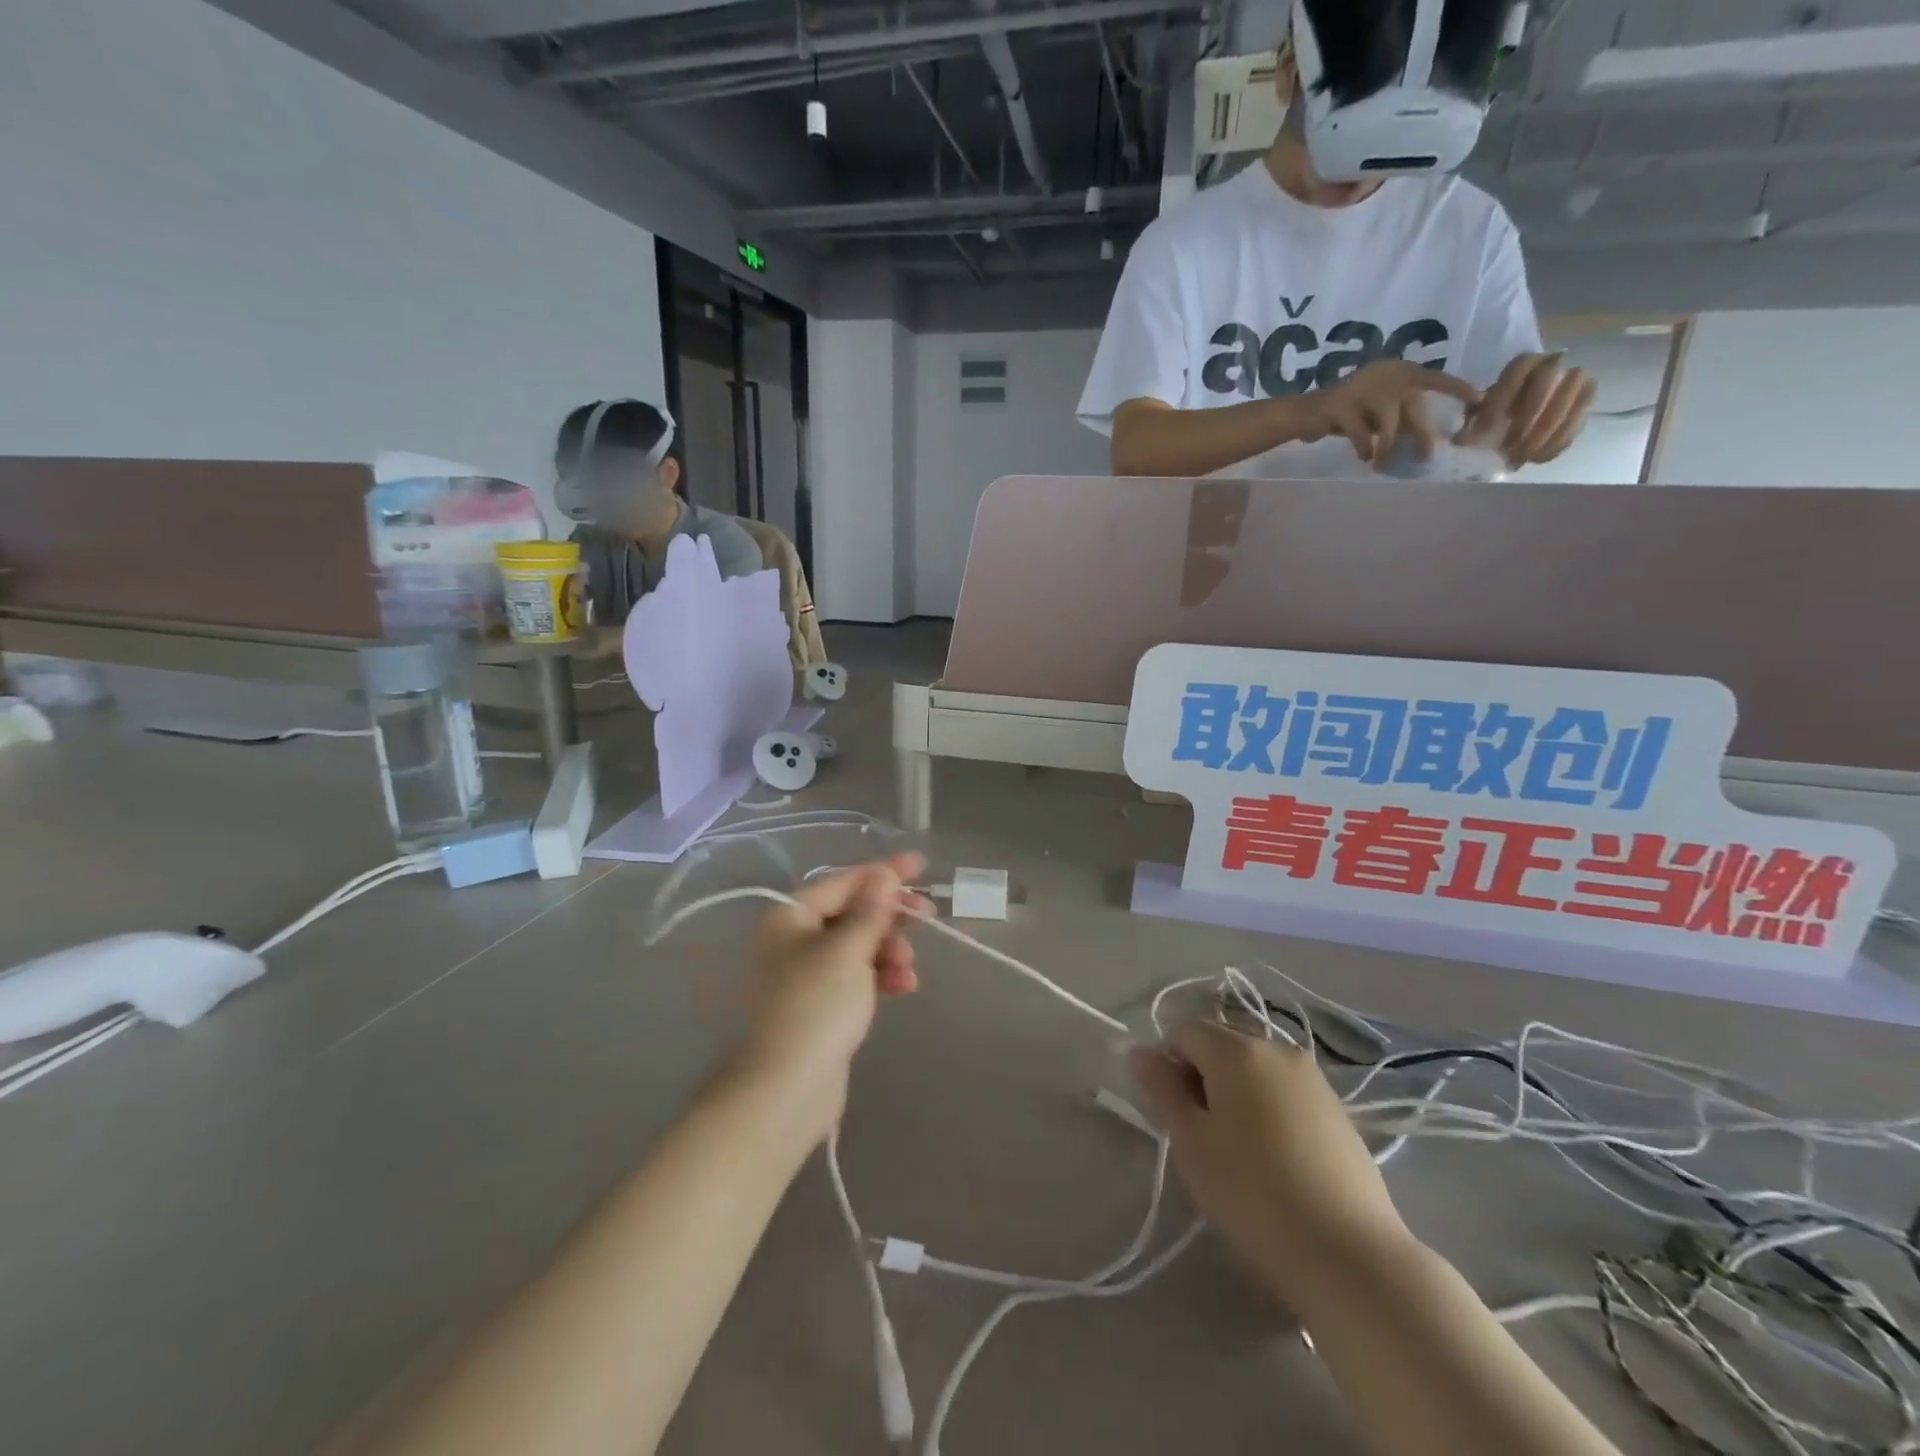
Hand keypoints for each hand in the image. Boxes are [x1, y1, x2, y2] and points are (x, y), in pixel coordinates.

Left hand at [734, 854, 926, 1139]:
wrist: (786, 1089)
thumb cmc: (816, 1006)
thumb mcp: (849, 950)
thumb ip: (871, 910)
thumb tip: (885, 874)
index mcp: (790, 917)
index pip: (843, 881)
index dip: (883, 872)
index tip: (921, 866)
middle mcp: (793, 939)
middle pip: (851, 913)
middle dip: (889, 917)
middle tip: (927, 917)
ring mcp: (805, 973)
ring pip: (857, 946)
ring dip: (888, 950)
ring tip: (908, 969)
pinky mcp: (819, 1004)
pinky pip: (856, 976)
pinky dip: (880, 976)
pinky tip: (904, 987)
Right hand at [1131, 1021, 1413, 1310]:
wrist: (1351, 1255)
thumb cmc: (1253, 1193)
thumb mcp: (1191, 1143)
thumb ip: (1162, 1088)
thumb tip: (1139, 1051)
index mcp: (1236, 1048)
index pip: (1183, 1030)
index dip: (1167, 1064)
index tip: (1172, 1112)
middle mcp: (1276, 1048)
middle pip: (1221, 1043)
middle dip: (1202, 1075)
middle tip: (1201, 1133)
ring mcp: (1313, 1077)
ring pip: (1254, 1068)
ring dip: (1235, 1091)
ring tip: (1238, 1149)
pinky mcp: (1338, 1109)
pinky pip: (1285, 1090)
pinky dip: (1268, 1108)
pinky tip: (1275, 1158)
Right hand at [1303, 359, 1481, 469]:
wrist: (1306, 413)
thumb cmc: (1349, 414)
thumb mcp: (1382, 413)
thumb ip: (1404, 417)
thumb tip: (1429, 440)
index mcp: (1399, 371)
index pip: (1435, 379)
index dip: (1457, 390)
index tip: (1479, 402)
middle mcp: (1385, 374)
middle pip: (1414, 404)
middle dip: (1422, 433)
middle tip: (1425, 458)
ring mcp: (1362, 388)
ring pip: (1389, 419)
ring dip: (1389, 446)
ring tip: (1383, 466)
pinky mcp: (1340, 405)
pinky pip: (1361, 431)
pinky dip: (1364, 446)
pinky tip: (1363, 457)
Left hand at [1458, 352, 1596, 467]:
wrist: (1521, 415)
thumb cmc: (1495, 412)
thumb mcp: (1477, 413)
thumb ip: (1470, 420)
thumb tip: (1461, 439)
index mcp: (1524, 364)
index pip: (1519, 369)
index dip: (1503, 397)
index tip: (1487, 426)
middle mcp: (1555, 364)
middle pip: (1550, 379)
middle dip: (1528, 415)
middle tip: (1510, 444)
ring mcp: (1576, 380)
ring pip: (1573, 397)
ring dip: (1546, 431)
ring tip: (1523, 455)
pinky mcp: (1587, 402)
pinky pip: (1580, 419)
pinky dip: (1558, 442)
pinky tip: (1536, 459)